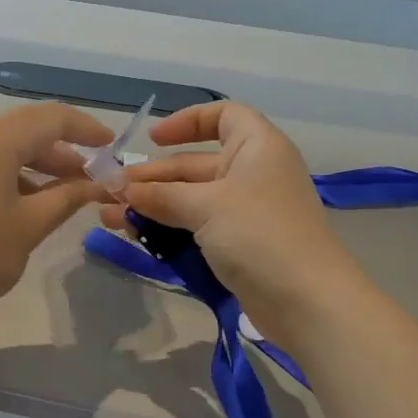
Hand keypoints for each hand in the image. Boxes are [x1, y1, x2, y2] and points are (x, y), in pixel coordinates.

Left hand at [0, 102, 114, 324]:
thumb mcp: (29, 227)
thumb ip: (67, 197)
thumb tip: (97, 184)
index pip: (50, 117)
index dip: (86, 129)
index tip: (110, 148)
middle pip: (20, 130)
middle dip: (58, 153)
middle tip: (85, 181)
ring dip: (28, 166)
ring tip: (53, 197)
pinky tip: (11, 204)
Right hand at [97, 101, 367, 344]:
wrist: (307, 301)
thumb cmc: (259, 234)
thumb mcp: (206, 206)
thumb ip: (161, 196)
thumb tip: (122, 190)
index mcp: (257, 146)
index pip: (222, 116)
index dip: (187, 122)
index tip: (153, 141)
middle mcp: (253, 173)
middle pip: (196, 164)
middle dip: (154, 177)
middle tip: (111, 192)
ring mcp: (247, 212)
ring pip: (192, 199)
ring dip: (153, 206)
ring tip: (111, 218)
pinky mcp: (240, 245)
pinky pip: (198, 227)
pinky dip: (169, 228)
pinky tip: (135, 236)